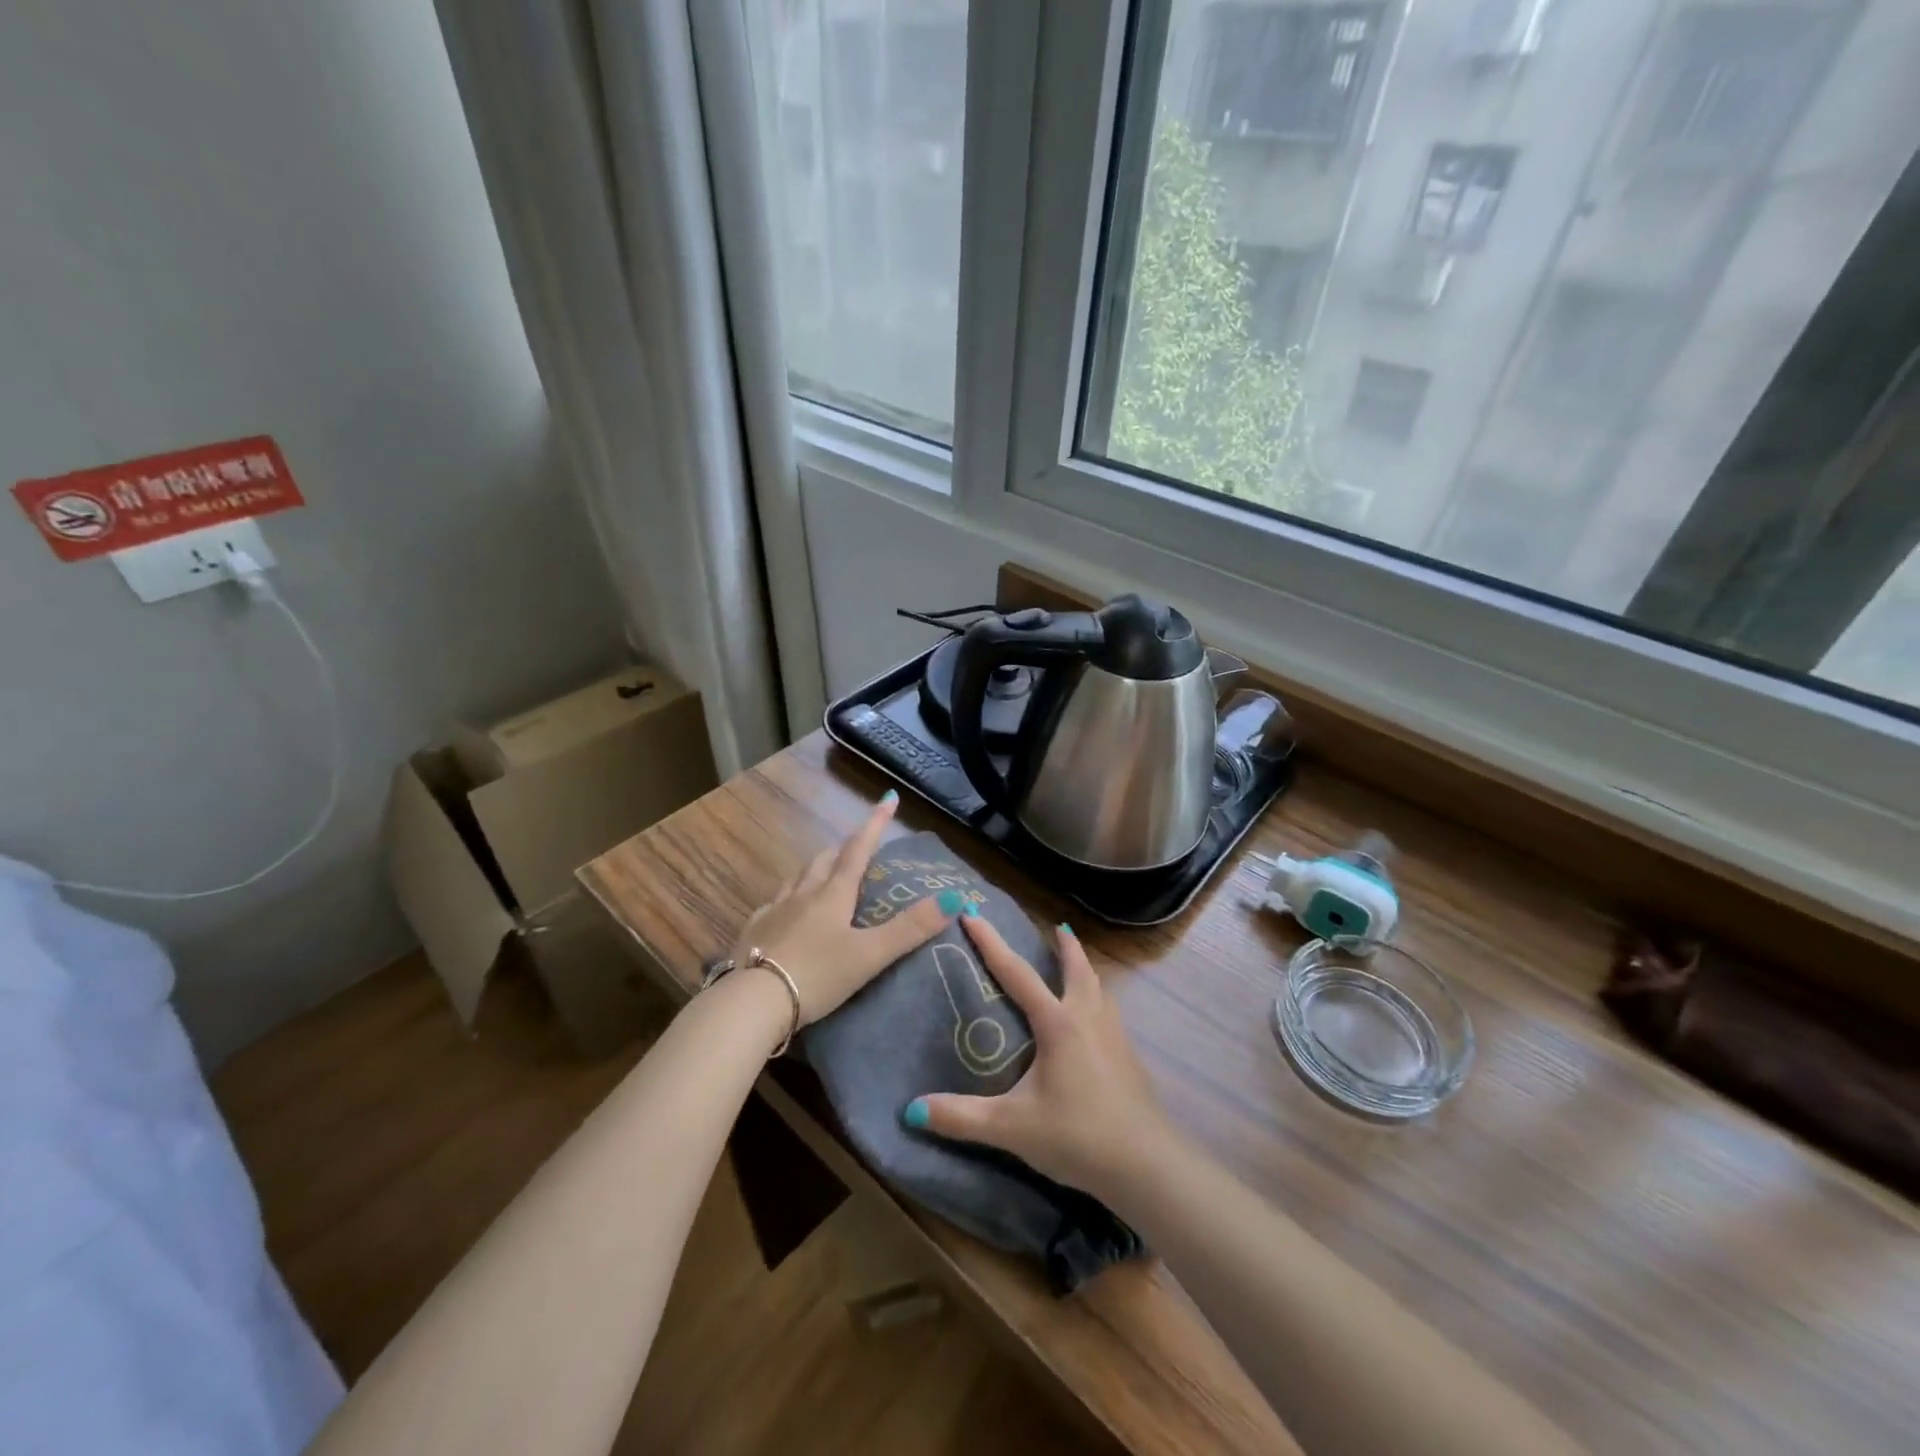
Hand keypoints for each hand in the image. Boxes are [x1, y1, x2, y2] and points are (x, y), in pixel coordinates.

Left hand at [729, 792, 956, 1025]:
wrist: (752, 1003)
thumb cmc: (817, 975)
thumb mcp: (870, 955)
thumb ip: (910, 929)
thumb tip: (954, 898)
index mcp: (833, 894)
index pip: (858, 849)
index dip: (875, 823)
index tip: (888, 798)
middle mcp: (802, 894)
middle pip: (824, 860)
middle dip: (842, 849)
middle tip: (856, 850)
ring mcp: (774, 910)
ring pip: (797, 878)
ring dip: (814, 871)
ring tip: (823, 876)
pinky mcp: (753, 931)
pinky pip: (773, 904)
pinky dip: (787, 900)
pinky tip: (786, 914)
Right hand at [904, 915, 1178, 1199]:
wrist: (1146, 1165)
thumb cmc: (1077, 1136)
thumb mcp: (1013, 1128)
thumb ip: (962, 1117)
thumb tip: (912, 1110)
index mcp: (1058, 1024)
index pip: (1018, 973)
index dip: (992, 942)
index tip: (973, 913)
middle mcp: (1088, 1019)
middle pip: (1077, 969)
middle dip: (1066, 945)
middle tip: (1058, 927)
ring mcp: (1114, 1037)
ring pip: (1099, 989)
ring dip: (1086, 970)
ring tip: (1077, 965)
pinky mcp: (1129, 1058)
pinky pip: (1109, 1013)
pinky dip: (1098, 999)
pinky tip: (1094, 1021)